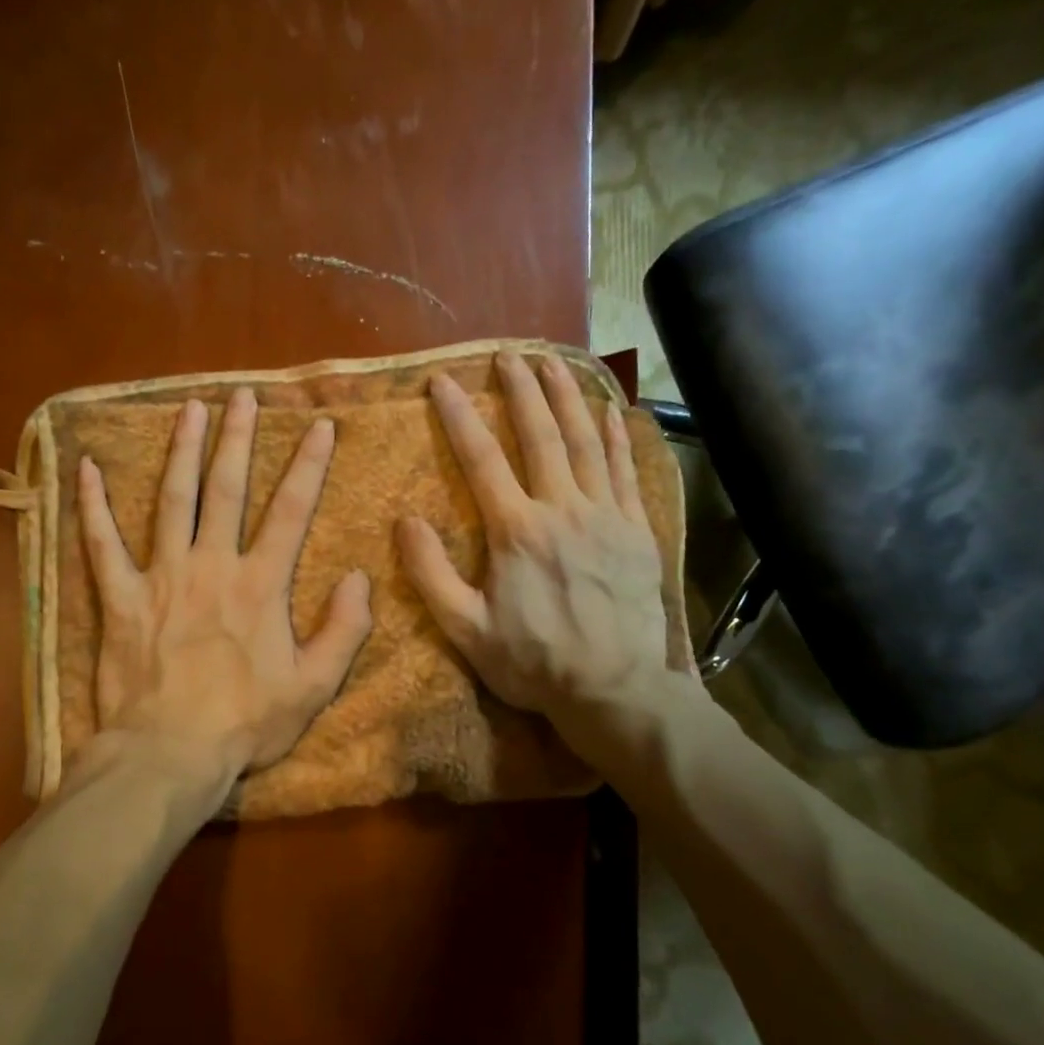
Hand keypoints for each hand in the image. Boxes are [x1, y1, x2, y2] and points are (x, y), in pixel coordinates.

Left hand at [77, 387, 373, 788]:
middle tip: (240, 394)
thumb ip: (344, 630)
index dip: (309, 465)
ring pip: (172, 500)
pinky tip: (86, 467)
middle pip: (226, 488)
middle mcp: (212, 566)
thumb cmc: (245, 723)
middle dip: (236, 438)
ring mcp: (162, 577)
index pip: (291, 511)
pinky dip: (92, 506)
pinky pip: (102, 545)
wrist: (170, 753)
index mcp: (260, 585)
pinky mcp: (120, 599)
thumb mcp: (314, 686)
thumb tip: (358, 578)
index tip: (319, 424)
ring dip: (181, 451)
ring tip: (188, 408)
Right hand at [397, 352, 694, 745]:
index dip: (459, 416)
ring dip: (568, 397)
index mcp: (516, 530)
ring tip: (554, 363)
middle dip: (521, 390)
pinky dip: (616, 435)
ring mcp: (606, 515)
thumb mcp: (465, 629)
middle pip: (541, 435)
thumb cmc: (533, 662)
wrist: (615, 690)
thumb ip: (431, 574)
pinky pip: (626, 469)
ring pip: (587, 442)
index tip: (443, 381)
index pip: (482, 459)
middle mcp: (562, 509)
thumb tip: (406, 521)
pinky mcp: (637, 530)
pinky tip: (610, 409)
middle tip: (508, 354)